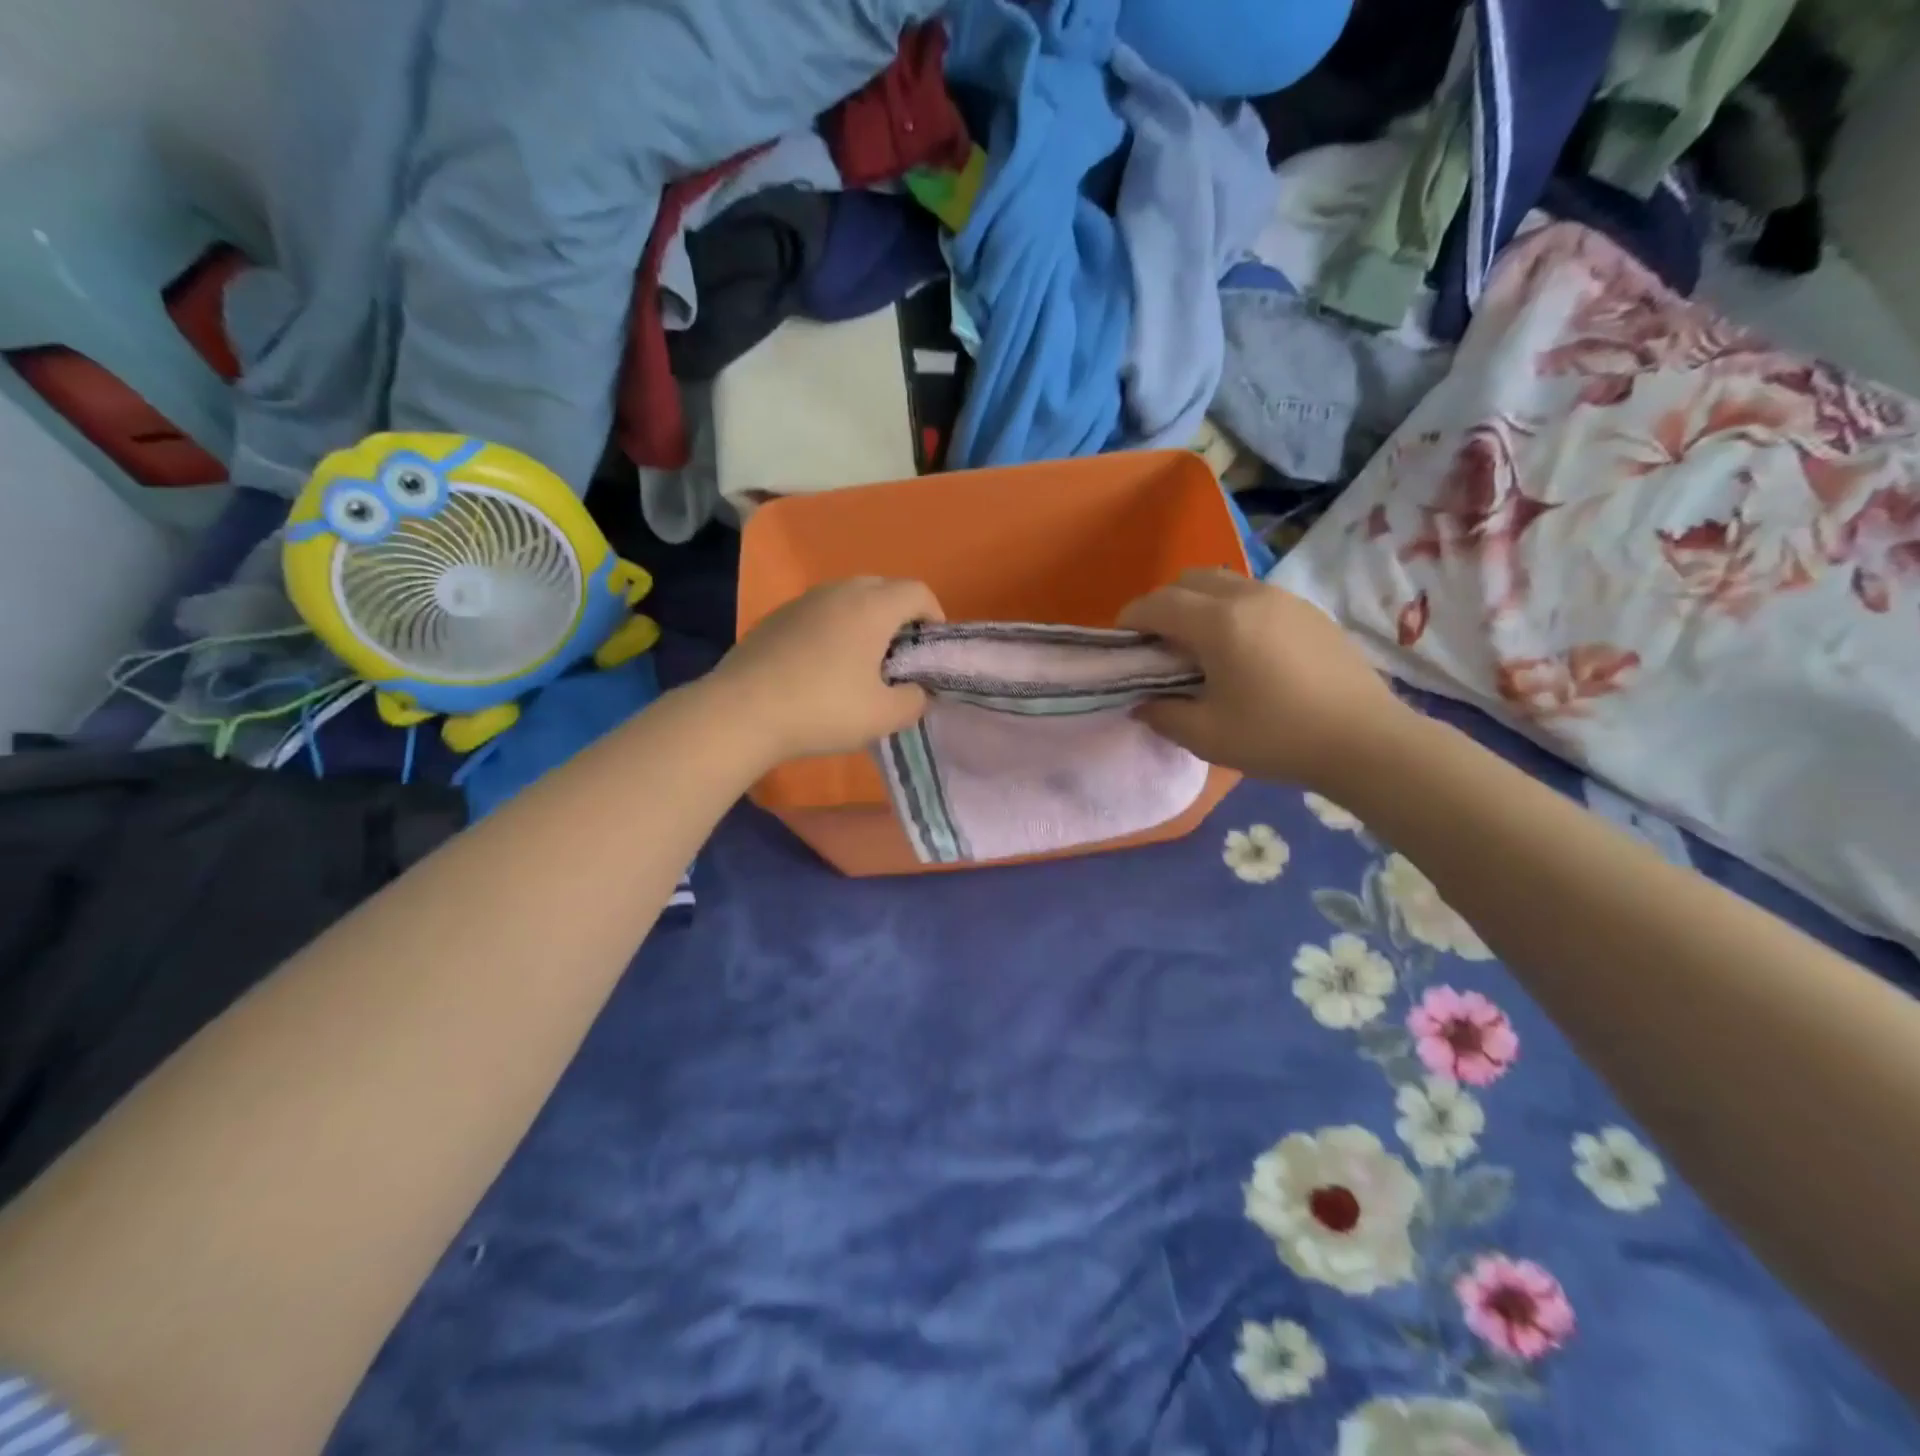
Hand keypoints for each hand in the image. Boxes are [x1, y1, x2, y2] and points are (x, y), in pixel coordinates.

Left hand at [712, 577, 942, 761]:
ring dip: (865, 620)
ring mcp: (803, 601)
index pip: (918, 591)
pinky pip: (819, 612)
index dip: (934, 616)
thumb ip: (915, 700)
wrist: (742, 711)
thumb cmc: (823, 709)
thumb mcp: (884, 716)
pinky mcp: (776, 617)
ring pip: (848, 598)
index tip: (930, 649)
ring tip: (861, 661)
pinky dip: (833, 628)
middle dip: (900, 616)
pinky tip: (822, 666)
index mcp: (871, 606)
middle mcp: (839, 591)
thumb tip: (917, 691)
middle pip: (883, 588)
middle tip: (899, 656)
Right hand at [1119, 569, 1408, 789]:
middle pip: (1189, 579)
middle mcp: (1249, 597)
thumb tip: (1142, 702)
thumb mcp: (1206, 736)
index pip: (1158, 604)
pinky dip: (1230, 609)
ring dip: (1198, 603)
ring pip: (1224, 582)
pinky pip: (1253, 595)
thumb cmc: (1278, 738)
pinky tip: (1241, 650)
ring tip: (1199, 645)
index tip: (1120, 642)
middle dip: (1162, 604)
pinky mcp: (1308, 611)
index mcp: (1219, 623)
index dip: (1130, 619)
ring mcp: (1283, 599)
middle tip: (1158, 644)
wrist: (1365, 741)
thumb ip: (1162, 714)